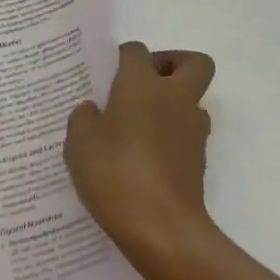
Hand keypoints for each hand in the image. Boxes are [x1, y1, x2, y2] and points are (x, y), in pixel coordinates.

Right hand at [65, 42, 217, 261]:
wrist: (163, 228)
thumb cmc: (116, 174)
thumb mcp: (80, 144)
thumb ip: (83, 119)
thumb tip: (94, 110)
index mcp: (142, 84)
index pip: (138, 51)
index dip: (124, 57)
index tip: (109, 74)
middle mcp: (175, 97)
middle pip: (194, 63)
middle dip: (174, 64)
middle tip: (145, 84)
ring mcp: (193, 129)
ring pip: (193, 100)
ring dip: (174, 105)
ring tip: (139, 128)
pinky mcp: (199, 159)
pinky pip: (187, 135)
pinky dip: (172, 138)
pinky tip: (144, 160)